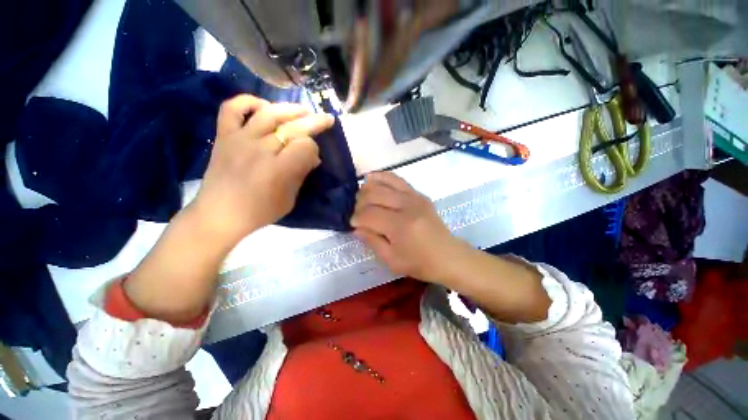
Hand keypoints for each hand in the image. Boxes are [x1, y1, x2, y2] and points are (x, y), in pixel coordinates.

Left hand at [192, 95, 334, 243]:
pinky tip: (263, 106)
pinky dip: (248, 102)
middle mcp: (260, 149)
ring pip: (268, 113)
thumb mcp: (289, 199)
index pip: (305, 147)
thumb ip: (301, 175)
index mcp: (278, 170)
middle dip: (314, 122)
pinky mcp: (223, 136)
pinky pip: (232, 109)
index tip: (314, 156)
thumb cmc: (260, 211)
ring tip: (303, 109)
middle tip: (327, 118)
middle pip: (292, 128)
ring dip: (289, 109)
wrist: (220, 214)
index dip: (313, 149)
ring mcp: (240, 139)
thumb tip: (313, 158)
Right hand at [351, 172, 462, 281]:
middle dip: (359, 203)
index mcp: (400, 226)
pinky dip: (381, 177)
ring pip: (383, 183)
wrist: (447, 256)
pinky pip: (396, 179)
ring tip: (362, 198)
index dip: (357, 218)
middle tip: (358, 213)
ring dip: (368, 188)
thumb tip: (356, 227)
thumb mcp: (391, 260)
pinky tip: (372, 179)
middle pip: (374, 194)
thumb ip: (371, 241)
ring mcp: (414, 196)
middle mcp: (407, 206)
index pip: (369, 214)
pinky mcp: (418, 194)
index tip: (353, 224)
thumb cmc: (419, 263)